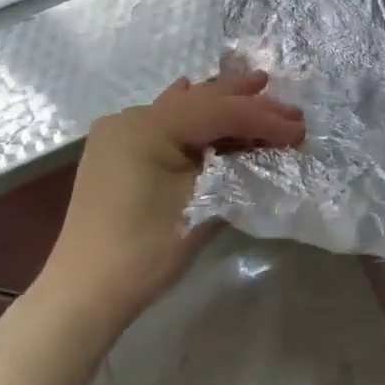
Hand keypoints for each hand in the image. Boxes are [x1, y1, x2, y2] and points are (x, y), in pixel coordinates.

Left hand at [37, 71, 304, 334]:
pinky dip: (192, 115)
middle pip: (201, 101)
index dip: (264, 119)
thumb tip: (270, 148)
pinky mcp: (118, 152)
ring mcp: (120, 133)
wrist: (84, 294)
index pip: (220, 111)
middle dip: (247, 102)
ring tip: (257, 89)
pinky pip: (164, 121)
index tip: (300, 130)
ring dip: (222, 104)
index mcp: (149, 126)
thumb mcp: (203, 204)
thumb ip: (239, 166)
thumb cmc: (146, 250)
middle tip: (290, 108)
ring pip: (183, 108)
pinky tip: (200, 95)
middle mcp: (131, 118)